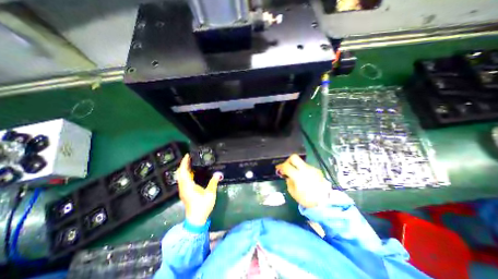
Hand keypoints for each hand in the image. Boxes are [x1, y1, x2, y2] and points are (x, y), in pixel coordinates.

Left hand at [176, 154, 220, 225]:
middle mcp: (183, 187)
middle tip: (190, 158)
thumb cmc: (202, 206)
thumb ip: (213, 182)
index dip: (185, 163)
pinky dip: (186, 174)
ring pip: (180, 177)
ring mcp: (183, 190)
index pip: (184, 171)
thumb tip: (218, 173)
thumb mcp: (210, 193)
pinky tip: (192, 172)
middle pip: (180, 173)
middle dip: (184, 164)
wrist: (196, 219)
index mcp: (188, 186)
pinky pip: (183, 180)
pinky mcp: (185, 192)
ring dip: (184, 169)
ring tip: (191, 163)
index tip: (187, 155)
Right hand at [277, 154, 328, 207]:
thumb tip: (288, 175)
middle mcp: (305, 169)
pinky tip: (304, 177)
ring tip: (296, 174)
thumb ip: (289, 181)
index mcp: (298, 176)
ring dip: (296, 166)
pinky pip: (307, 167)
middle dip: (288, 160)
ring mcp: (312, 169)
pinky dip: (303, 170)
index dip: (280, 166)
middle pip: (294, 157)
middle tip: (286, 167)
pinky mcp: (317, 170)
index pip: (286, 166)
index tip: (278, 168)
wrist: (324, 202)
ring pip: (301, 162)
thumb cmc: (306, 199)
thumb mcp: (293, 192)